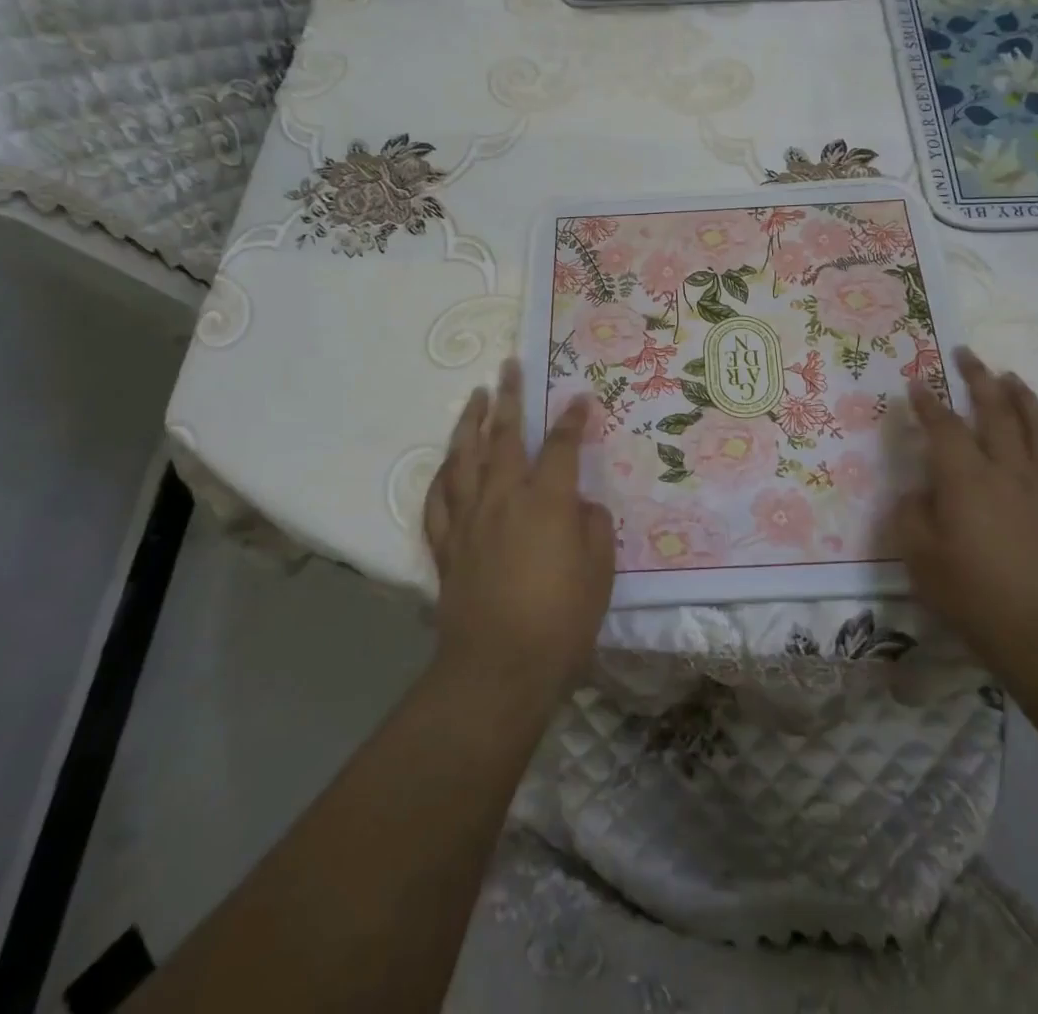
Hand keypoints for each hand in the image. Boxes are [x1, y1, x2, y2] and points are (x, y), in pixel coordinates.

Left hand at [423, 359, 614, 704]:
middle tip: (509, 367)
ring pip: (463, 458)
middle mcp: (503, 498)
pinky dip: (442, 476)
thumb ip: (593, 528)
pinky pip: (438, 500)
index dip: (572, 419)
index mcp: (547, 501)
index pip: (561, 446)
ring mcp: (469, 520)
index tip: (580, 398)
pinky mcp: (446, 545)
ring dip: (470, 423)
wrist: (497, 669)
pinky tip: (446, 464)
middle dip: (509, 398)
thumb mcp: (599, 572)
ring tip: (475, 397)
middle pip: (504, 437)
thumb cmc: (560, 621)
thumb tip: (580, 506)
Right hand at [890, 348, 1037, 682]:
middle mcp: (1009, 470)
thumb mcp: (919, 558)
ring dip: (1025, 398)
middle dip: (980, 379)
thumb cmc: (975, 595)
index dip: (928, 402)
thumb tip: (917, 492)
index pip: (944, 427)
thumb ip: (911, 516)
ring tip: (1013, 378)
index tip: (917, 382)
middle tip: (969, 354)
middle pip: (996, 412)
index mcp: (966, 478)